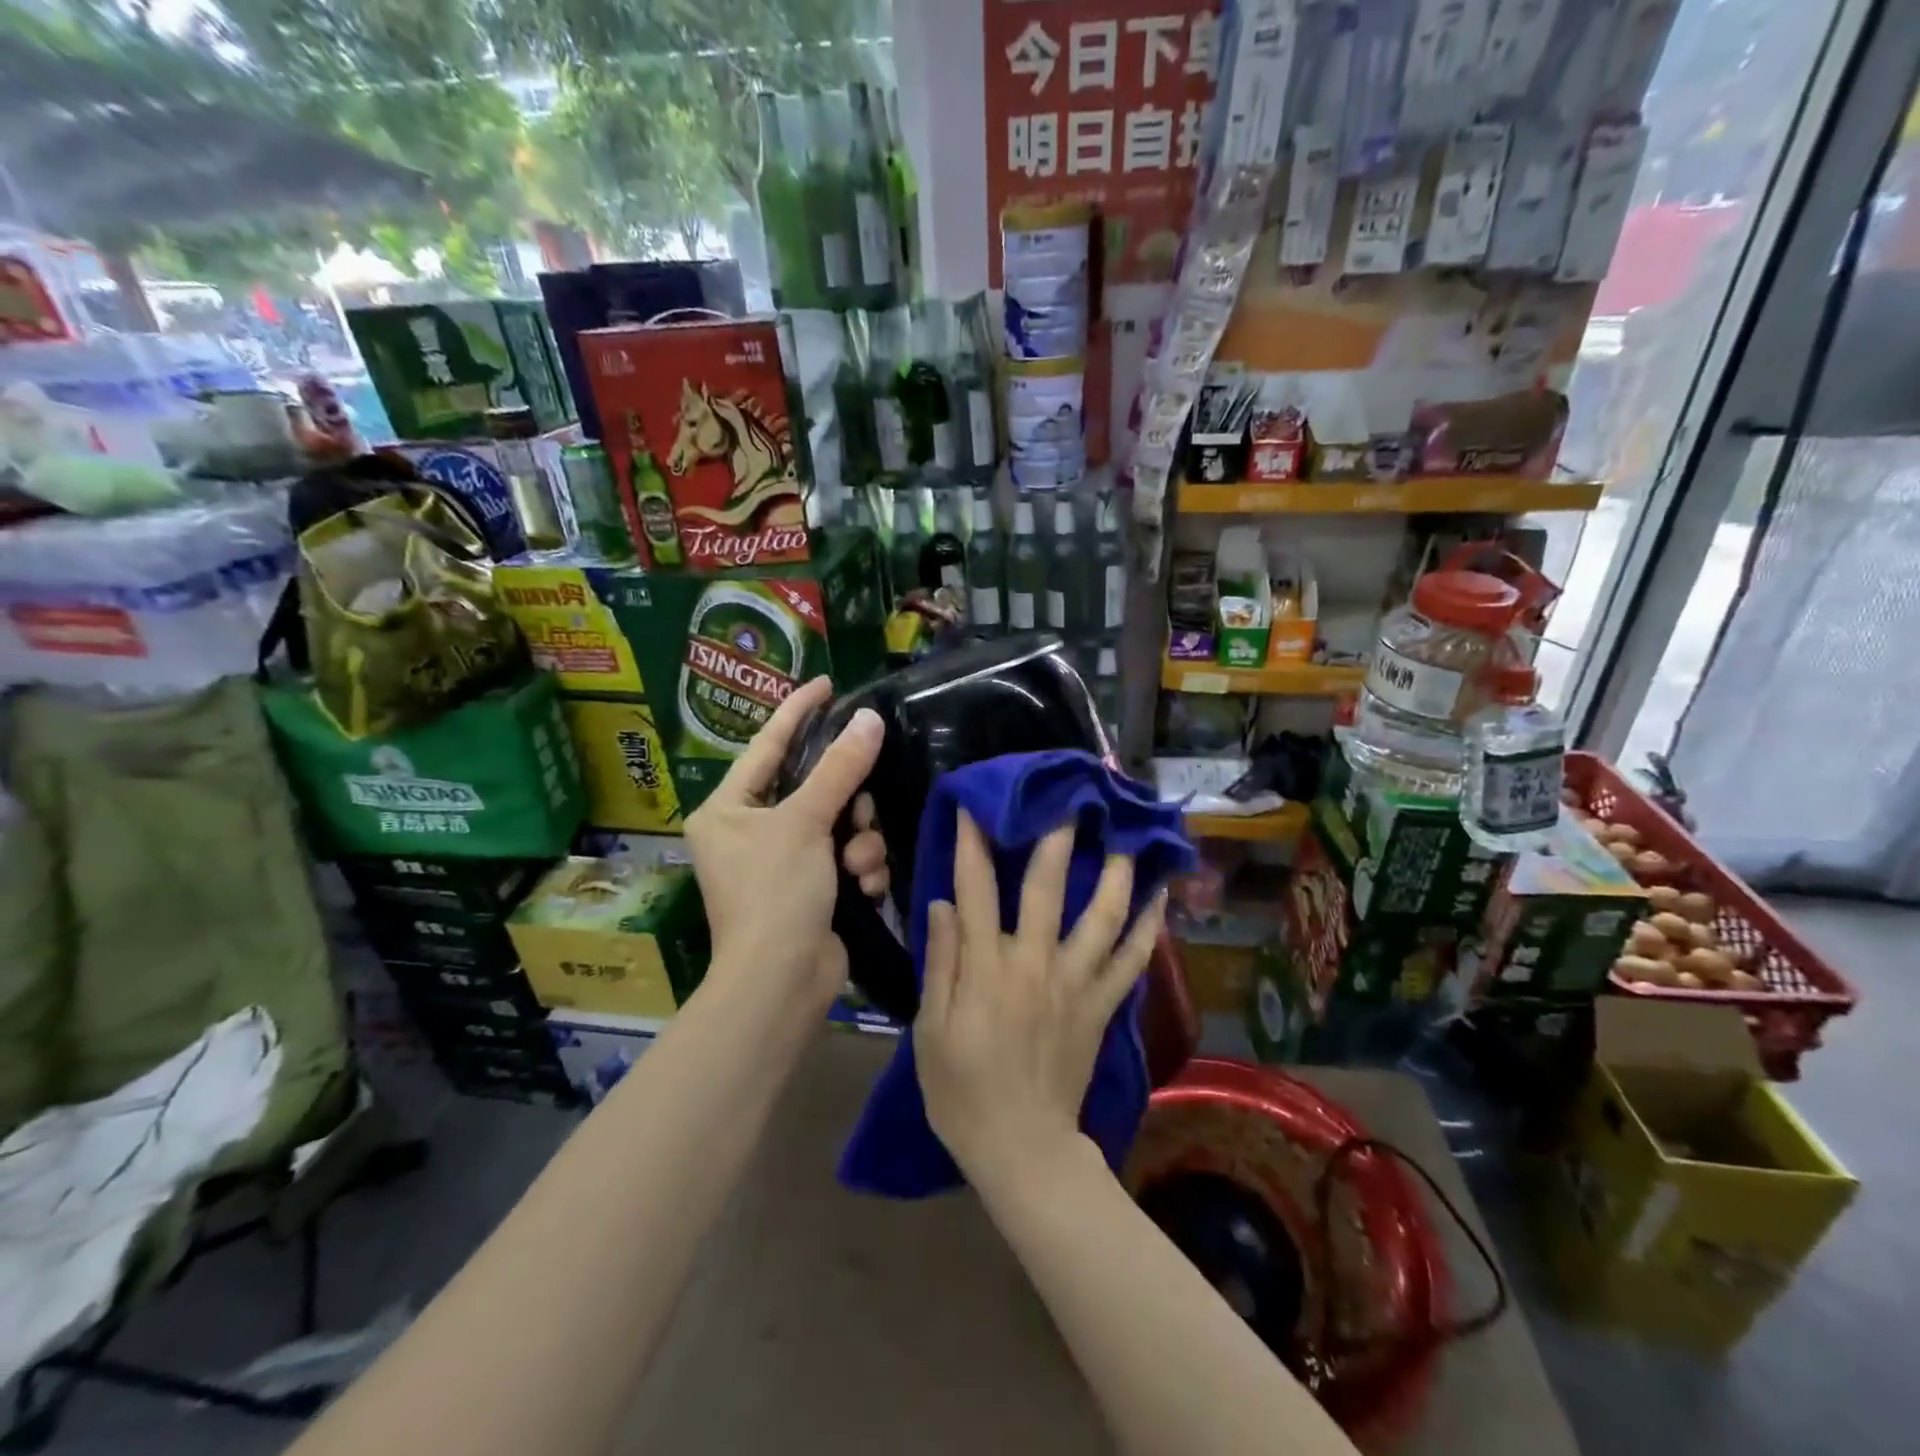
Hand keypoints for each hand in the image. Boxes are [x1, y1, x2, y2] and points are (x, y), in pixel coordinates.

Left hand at [685, 675, 882, 1006]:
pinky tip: (862, 888)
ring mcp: (782, 862)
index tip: (828, 682)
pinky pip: (847, 856)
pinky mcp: (812, 887)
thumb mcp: (805, 822)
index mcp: (728, 808)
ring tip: (857, 866)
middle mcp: (750, 830)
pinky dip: (860, 868)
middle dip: (847, 802)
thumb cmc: (776, 892)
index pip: (768, 743)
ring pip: (840, 823)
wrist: (782, 982)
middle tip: (860, 812)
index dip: (799, 711)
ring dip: (859, 842)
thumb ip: (839, 768)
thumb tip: (869, 718)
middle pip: (815, 787)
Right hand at [914, 813, 1166, 1190]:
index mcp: (986, 969)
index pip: (976, 890)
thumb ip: (941, 964)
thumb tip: (944, 905)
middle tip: (1069, 798)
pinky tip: (1159, 897)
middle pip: (1046, 888)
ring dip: (1115, 872)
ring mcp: (1074, 984)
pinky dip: (1147, 928)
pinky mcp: (1100, 1007)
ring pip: (1101, 916)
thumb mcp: (930, 1031)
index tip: (975, 805)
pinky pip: (1130, 962)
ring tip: (1127, 834)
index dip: (973, 843)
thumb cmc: (962, 1092)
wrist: (1023, 1150)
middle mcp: (1034, 964)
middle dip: (1054, 837)